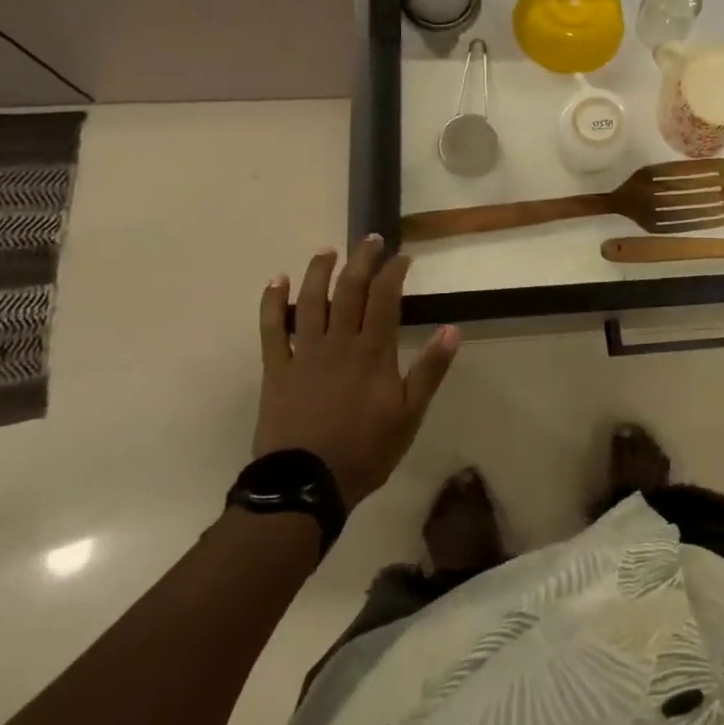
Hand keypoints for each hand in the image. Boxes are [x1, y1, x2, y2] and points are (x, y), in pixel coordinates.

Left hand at [255, 236, 460, 506]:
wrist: (305, 485)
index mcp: (373, 352)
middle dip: (361, 260)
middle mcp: (338, 342)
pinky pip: (272, 329)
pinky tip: (275, 281)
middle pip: (349, 289)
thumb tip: (452, 329)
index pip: (385, 298)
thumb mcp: (410, 415)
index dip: (394, 272)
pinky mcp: (276, 369)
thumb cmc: (365, 451)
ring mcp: (304, 353)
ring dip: (318, 272)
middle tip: (370, 239)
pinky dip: (272, 303)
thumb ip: (430, 371)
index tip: (402, 257)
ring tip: (327, 251)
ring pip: (310, 300)